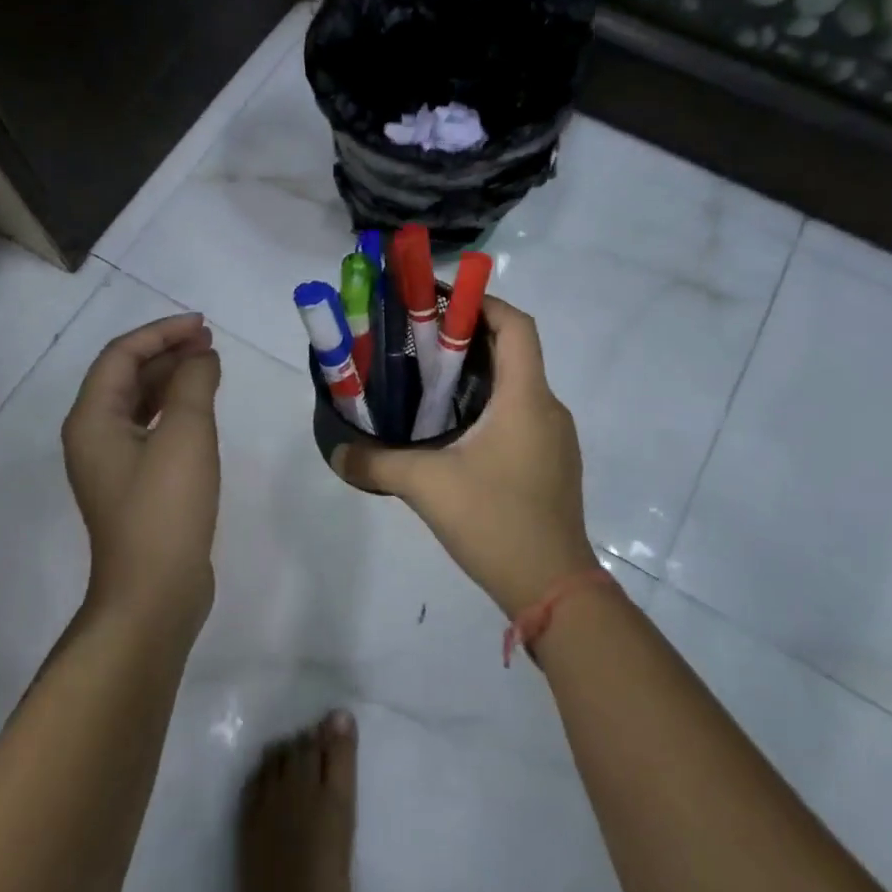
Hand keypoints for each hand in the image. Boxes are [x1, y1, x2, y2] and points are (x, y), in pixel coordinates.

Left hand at [62, 313, 221, 631]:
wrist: (153, 593)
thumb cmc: (165, 508)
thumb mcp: (186, 435)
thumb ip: (194, 383)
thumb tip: (201, 356)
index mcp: (92, 419)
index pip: (121, 356)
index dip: (161, 333)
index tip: (202, 325)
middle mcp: (93, 435)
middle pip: (126, 376)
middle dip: (167, 352)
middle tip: (209, 342)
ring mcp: (112, 463)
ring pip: (139, 403)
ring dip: (172, 378)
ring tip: (210, 365)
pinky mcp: (133, 484)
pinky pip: (150, 429)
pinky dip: (175, 409)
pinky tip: (202, 407)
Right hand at [332, 298, 596, 616]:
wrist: (553, 588)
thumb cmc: (495, 520)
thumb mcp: (427, 486)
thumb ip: (376, 463)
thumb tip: (337, 452)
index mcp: (526, 398)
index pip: (516, 326)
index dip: (483, 304)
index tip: (442, 304)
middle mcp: (548, 408)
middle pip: (515, 352)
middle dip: (470, 339)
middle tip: (421, 343)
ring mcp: (555, 438)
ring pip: (518, 386)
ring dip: (479, 376)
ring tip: (431, 383)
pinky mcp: (552, 463)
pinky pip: (522, 415)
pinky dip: (491, 407)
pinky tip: (457, 433)